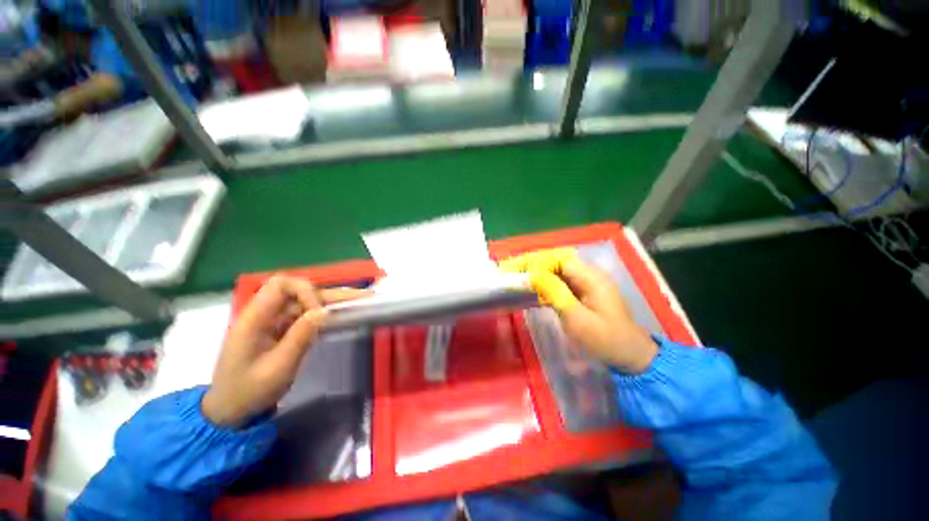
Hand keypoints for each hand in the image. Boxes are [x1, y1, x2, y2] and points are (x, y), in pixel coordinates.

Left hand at [202, 276, 369, 426]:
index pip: (281, 285)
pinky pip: (306, 315)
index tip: (320, 312)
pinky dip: (326, 313)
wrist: (232, 409)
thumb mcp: (277, 368)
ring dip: (332, 301)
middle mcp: (265, 313)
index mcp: (255, 318)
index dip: (305, 291)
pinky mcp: (282, 329)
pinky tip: (344, 314)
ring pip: (306, 301)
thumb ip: (300, 337)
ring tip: (361, 300)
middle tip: (362, 297)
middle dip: (330, 293)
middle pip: (299, 290)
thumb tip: (325, 311)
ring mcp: (274, 321)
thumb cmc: (249, 391)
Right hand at [500, 248, 657, 373]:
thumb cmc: (606, 340)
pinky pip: (560, 282)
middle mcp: (589, 275)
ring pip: (556, 271)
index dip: (536, 261)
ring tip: (515, 276)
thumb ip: (555, 294)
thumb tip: (533, 275)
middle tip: (510, 270)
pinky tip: (531, 289)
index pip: (559, 259)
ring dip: (536, 273)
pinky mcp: (582, 293)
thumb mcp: (578, 319)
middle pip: (556, 262)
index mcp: (591, 278)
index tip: (515, 269)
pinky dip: (544, 284)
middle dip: (532, 264)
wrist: (630, 356)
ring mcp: (586, 284)